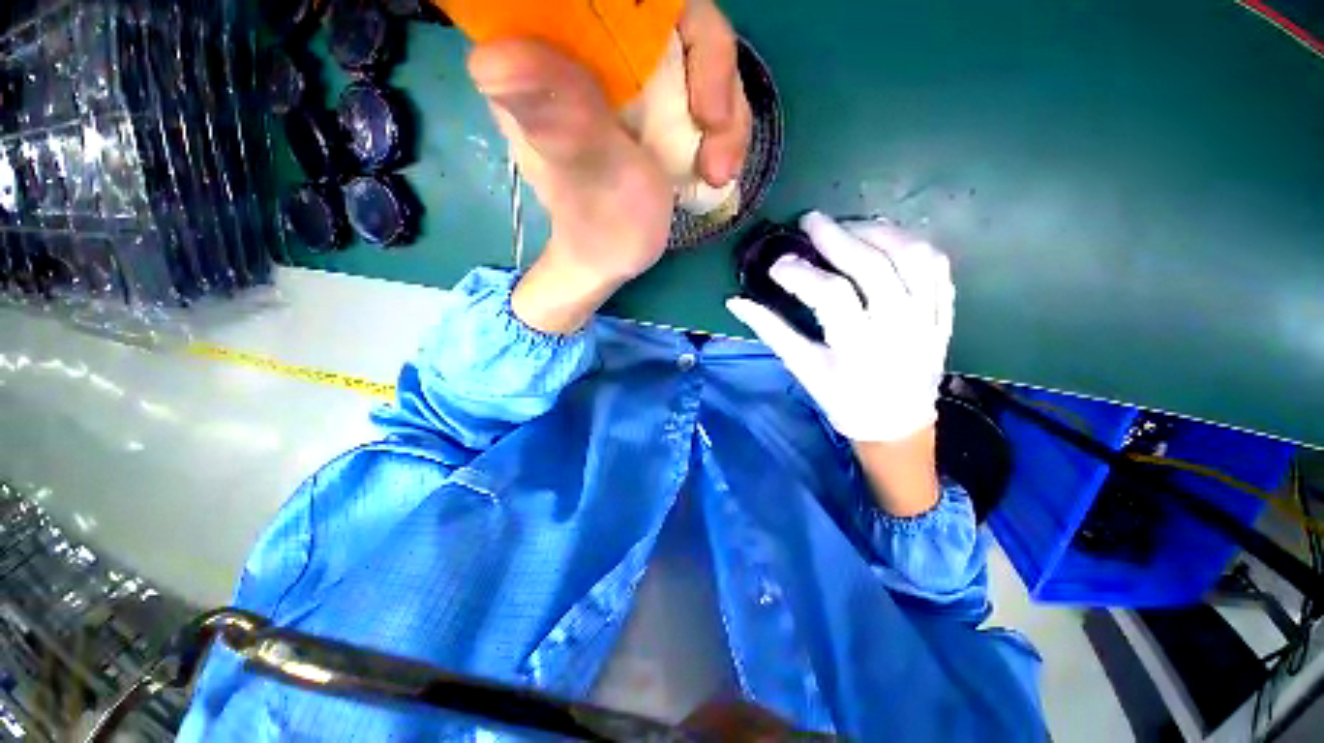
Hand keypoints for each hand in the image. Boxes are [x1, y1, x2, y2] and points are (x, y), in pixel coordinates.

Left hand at [467, 0, 749, 333]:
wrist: (617, 260)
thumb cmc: (598, 227)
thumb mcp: (588, 175)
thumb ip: (562, 118)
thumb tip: (492, 57)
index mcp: (545, 59)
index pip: (596, 0)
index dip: (651, 16)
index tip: (685, 78)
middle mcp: (584, 51)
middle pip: (666, 17)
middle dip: (710, 70)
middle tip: (715, 131)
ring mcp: (626, 73)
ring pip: (697, 48)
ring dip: (726, 111)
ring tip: (718, 171)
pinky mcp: (655, 99)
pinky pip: (707, 84)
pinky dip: (725, 125)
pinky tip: (718, 168)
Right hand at [727, 212, 954, 443]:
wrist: (896, 424)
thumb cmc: (842, 400)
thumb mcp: (802, 368)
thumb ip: (771, 331)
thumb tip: (735, 301)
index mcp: (858, 348)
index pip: (830, 294)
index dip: (799, 273)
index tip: (776, 265)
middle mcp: (899, 328)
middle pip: (873, 265)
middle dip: (837, 235)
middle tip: (810, 220)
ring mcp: (928, 318)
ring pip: (912, 256)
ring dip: (878, 231)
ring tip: (848, 226)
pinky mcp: (944, 314)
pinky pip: (938, 267)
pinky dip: (912, 243)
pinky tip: (886, 239)